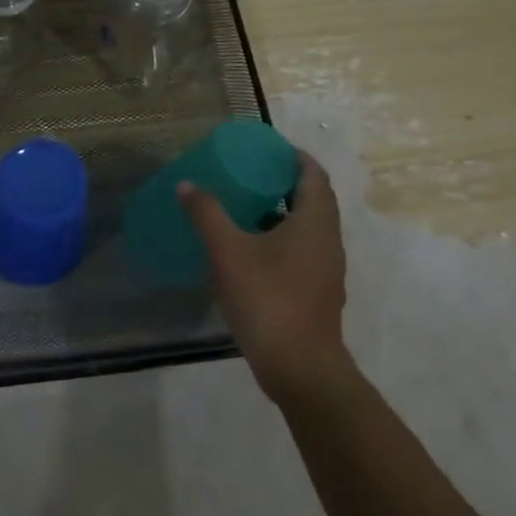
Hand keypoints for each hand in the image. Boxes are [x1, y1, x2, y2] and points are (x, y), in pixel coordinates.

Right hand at [177, 151, 353, 408]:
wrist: (300, 367)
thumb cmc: (268, 299)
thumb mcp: (228, 252)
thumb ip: (207, 214)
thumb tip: (187, 185)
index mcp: (315, 221)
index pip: (313, 174)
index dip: (293, 156)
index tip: (265, 149)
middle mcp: (328, 240)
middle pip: (312, 199)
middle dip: (282, 183)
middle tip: (248, 175)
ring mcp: (326, 269)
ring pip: (307, 228)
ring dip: (281, 213)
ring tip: (244, 208)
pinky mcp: (318, 292)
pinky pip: (302, 252)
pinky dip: (280, 241)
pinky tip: (250, 252)